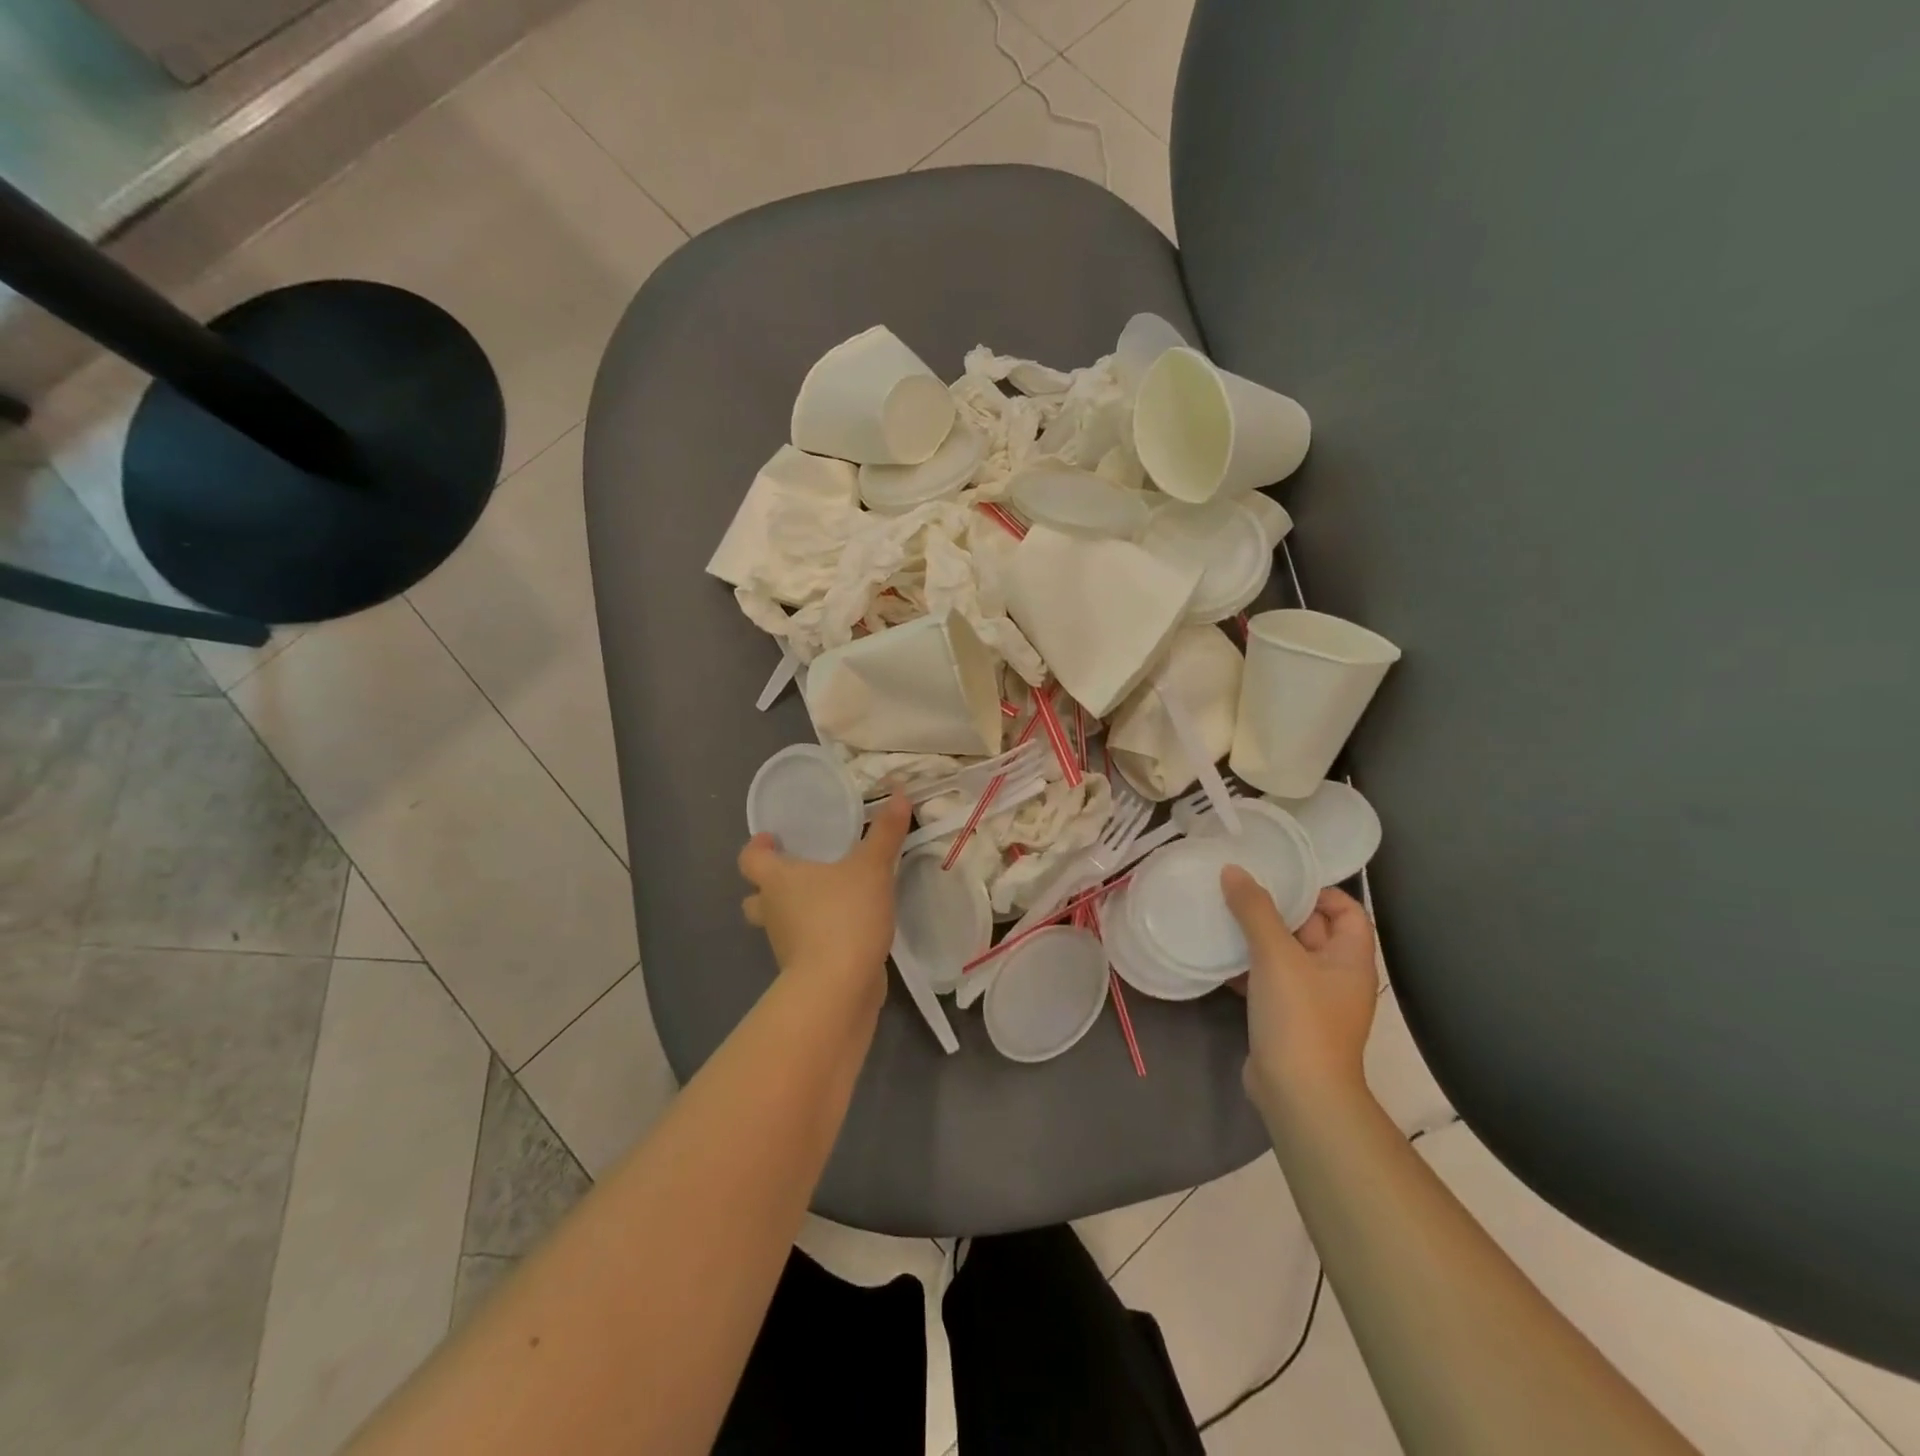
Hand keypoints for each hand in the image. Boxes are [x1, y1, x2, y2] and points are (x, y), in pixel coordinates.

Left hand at [738, 796, 911, 996]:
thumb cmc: (844, 916)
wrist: (838, 987)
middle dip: (770, 886)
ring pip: (781, 924)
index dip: (757, 848)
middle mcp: (773, 912)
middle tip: (798, 873)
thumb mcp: (872, 868)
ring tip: (830, 900)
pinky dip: (818, 939)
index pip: (750, 860)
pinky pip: (805, 948)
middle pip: (756, 897)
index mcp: (777, 881)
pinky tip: (847, 931)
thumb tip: (899, 794)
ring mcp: (786, 946)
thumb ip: (885, 833)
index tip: (771, 839)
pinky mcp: (804, 972)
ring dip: (797, 913)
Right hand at [1222, 869, 1379, 1118]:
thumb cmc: (1299, 1017)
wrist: (1298, 1094)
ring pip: (1285, 955)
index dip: (1319, 890)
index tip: (1279, 878)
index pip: (1347, 910)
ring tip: (1222, 915)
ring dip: (1257, 937)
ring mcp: (1311, 1000)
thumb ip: (1254, 910)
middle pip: (1312, 929)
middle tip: (1239, 888)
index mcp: (1350, 958)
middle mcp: (1336, 976)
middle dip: (1278, 909)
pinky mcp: (1286, 1019)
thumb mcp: (1276, 955)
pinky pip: (1267, 980)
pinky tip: (1216, 956)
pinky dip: (1246, 967)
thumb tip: (1234, 871)